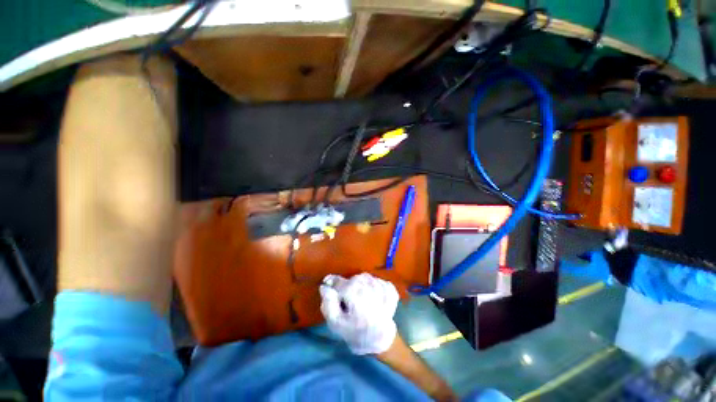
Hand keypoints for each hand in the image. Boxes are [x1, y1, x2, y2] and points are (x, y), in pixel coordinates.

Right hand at [319, 273, 398, 354]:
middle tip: (349, 304)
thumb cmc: (356, 333)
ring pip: (364, 279)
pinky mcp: (389, 287)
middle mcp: (367, 283)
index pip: (338, 281)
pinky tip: (373, 300)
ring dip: (361, 287)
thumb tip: (324, 286)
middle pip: (351, 280)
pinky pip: (375, 281)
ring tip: (362, 303)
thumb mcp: (336, 323)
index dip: (332, 285)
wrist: (380, 341)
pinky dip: (373, 288)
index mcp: (353, 291)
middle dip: (347, 289)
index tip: (330, 290)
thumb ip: (328, 303)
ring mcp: (380, 284)